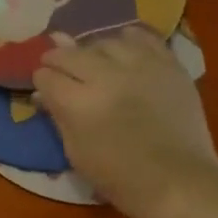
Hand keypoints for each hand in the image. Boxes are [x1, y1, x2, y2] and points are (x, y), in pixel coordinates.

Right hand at [33, 27, 217, 217]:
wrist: (176, 180)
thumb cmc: (119, 177)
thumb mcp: (76, 152)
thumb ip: (58, 117)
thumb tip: (43, 94)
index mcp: (78, 103)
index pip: (47, 77)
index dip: (41, 80)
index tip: (42, 86)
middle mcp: (106, 76)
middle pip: (71, 54)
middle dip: (57, 58)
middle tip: (55, 63)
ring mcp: (140, 66)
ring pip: (105, 41)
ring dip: (92, 49)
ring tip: (92, 58)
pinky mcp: (168, 64)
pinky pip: (144, 38)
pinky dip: (129, 39)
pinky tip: (124, 44)